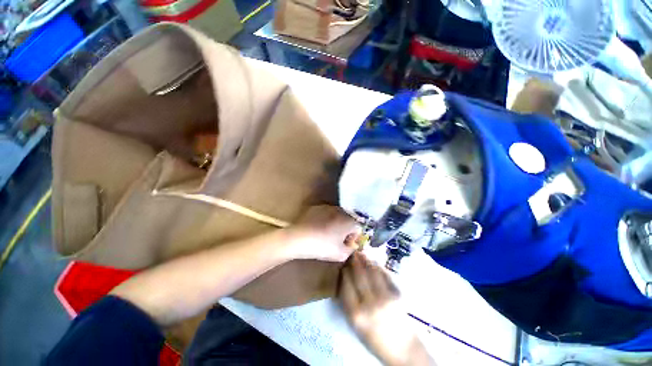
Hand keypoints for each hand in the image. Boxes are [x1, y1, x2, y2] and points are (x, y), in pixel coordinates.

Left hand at [284, 205, 360, 261]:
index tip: (346, 244)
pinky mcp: (316, 207)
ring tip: (326, 233)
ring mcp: (327, 207)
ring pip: (337, 215)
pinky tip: (317, 227)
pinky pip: (325, 213)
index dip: (354, 237)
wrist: (299, 238)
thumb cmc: (322, 246)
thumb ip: (350, 250)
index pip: (358, 227)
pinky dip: (325, 219)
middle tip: (337, 239)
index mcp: (348, 221)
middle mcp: (340, 211)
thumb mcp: (340, 255)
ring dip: (336, 223)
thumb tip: (351, 246)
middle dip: (345, 229)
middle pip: (348, 219)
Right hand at [339, 253, 434, 365]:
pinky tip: (373, 262)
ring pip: (372, 272)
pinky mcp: (396, 295)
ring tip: (362, 253)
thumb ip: (349, 302)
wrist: (403, 349)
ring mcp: (385, 298)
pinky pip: (384, 275)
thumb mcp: (356, 325)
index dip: (344, 272)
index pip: (346, 285)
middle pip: (359, 275)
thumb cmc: (375, 339)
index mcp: (356, 315)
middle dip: (354, 262)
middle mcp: (369, 304)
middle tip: (352, 253)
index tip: (344, 265)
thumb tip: (345, 278)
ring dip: (365, 260)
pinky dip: (377, 266)